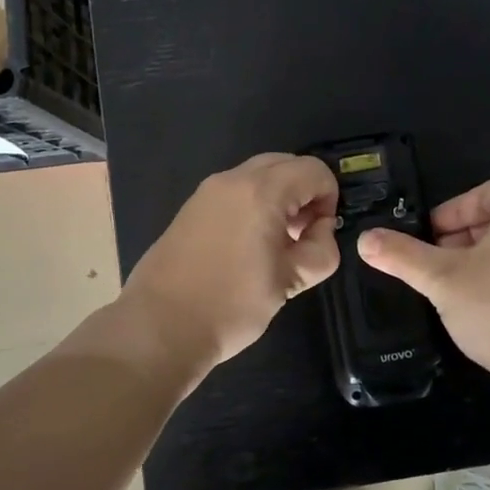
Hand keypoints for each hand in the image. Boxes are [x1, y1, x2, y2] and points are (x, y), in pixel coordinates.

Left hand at [122, 153, 340, 370]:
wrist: (160, 326)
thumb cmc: (231, 304)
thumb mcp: (290, 281)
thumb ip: (320, 250)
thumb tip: (321, 231)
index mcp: (261, 192)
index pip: (313, 171)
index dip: (329, 198)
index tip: (321, 233)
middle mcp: (233, 180)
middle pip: (285, 163)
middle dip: (304, 192)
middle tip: (303, 233)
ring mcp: (207, 191)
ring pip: (258, 174)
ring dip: (279, 196)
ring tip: (277, 242)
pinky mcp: (191, 207)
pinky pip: (235, 190)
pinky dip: (254, 203)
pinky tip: (248, 245)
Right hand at [358, 180, 489, 392]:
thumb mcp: (442, 279)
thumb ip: (402, 255)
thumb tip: (364, 239)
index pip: (484, 193)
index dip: (450, 212)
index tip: (428, 239)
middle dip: (462, 238)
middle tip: (435, 264)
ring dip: (481, 259)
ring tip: (455, 286)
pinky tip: (485, 305)